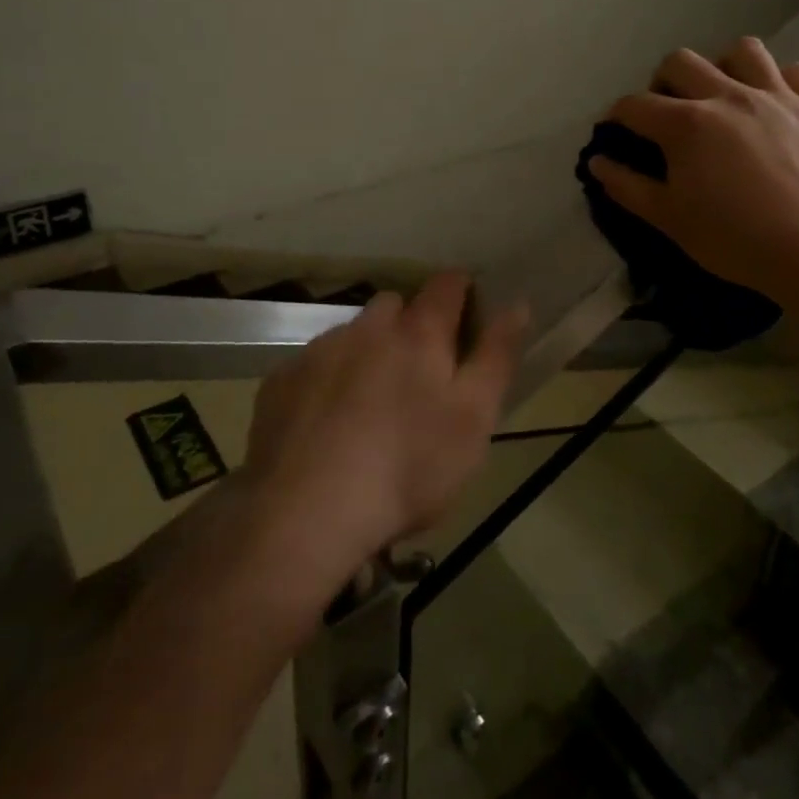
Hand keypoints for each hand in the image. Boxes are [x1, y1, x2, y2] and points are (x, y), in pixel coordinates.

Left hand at [241, 273, 526, 584]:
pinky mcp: (281, 382)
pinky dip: (327, 380)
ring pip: (352, 334)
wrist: (305, 514)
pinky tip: (326, 424)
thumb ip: (496, 356)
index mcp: (419, 333)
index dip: (461, 291)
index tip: (467, 313)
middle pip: (394, 305)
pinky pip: (313, 364)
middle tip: (418, 372)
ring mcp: (319, 352)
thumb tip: (517, 304)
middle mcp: (367, 328)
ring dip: (367, 351)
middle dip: (410, 324)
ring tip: (370, 403)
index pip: (447, 285)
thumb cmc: (407, 468)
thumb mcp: (474, 419)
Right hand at [588, 38, 798, 299]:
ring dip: (723, 67)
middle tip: (668, 112)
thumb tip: (597, 162)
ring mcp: (776, 96)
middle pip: (680, 62)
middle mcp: (727, 95)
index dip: (617, 116)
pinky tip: (774, 104)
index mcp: (686, 124)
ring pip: (742, 50)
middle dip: (663, 82)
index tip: (617, 131)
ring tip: (723, 95)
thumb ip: (627, 187)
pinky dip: (780, 81)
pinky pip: (796, 72)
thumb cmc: (735, 240)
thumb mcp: (669, 219)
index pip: (635, 105)